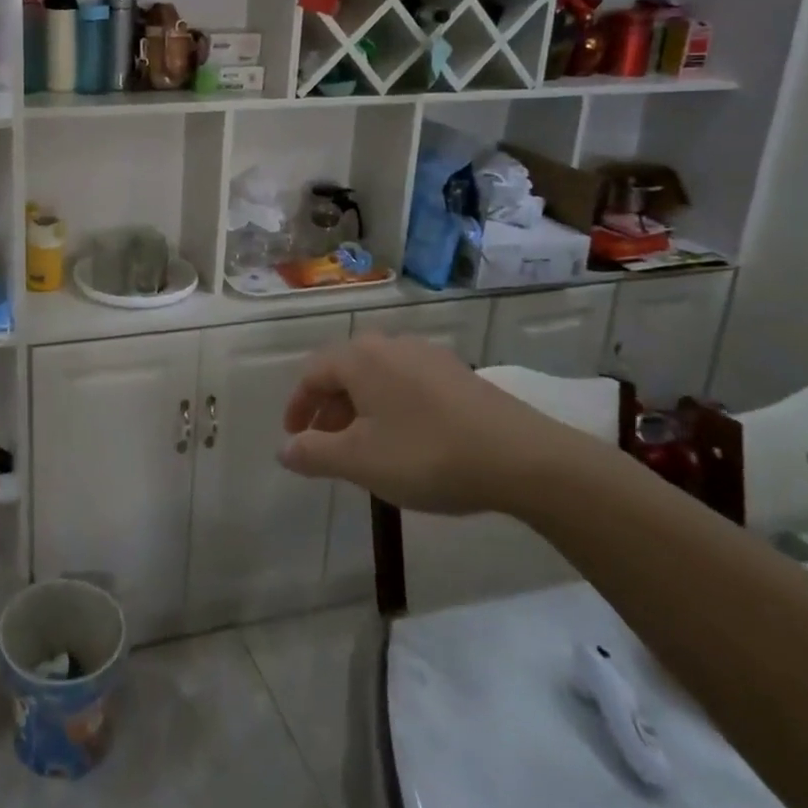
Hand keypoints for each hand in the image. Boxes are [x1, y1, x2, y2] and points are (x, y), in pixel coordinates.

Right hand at [278, 334, 587, 515]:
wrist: (523, 459)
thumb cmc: (427, 455)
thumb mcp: (360, 461)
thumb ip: (313, 454)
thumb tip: (284, 449)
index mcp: (360, 358)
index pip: (312, 374)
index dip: (297, 406)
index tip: (293, 438)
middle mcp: (391, 345)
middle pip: (344, 371)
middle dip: (328, 408)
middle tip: (324, 444)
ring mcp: (428, 356)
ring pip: (377, 377)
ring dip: (359, 407)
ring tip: (363, 445)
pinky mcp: (458, 373)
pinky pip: (407, 383)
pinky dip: (390, 406)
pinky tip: (405, 438)